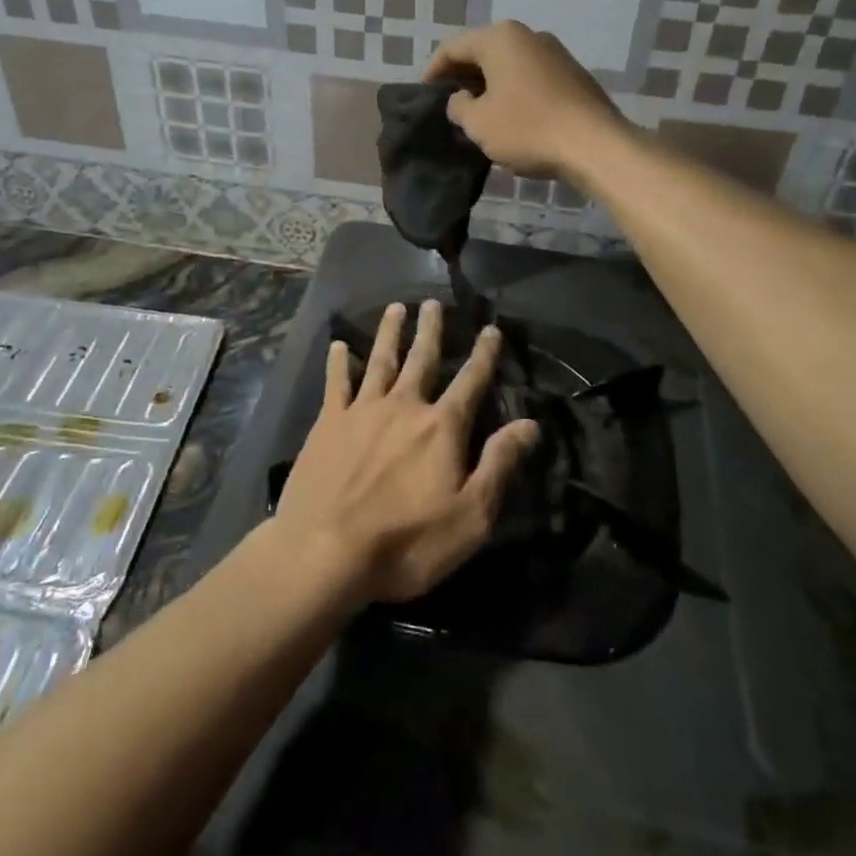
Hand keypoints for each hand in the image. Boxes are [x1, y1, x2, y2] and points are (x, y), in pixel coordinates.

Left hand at [274, 299, 539, 604]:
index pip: (471, 382)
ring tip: (396, 308)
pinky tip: (340, 345)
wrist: (325, 552)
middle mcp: (403, 406)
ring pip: (381, 360)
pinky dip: (339, 362)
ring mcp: (362, 411)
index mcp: (441, 427)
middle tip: (433, 302)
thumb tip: (530, 424)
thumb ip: (500, 464)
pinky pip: (336, 383)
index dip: (484, 355)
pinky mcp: (328, 424)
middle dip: (431, 330)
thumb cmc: (406, 541)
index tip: (491, 329)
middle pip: (422, 359)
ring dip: (390, 333)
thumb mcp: (471, 515)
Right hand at [423, 21, 625, 180]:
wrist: (595, 145)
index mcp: (500, 38)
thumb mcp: (478, 123)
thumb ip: (458, 106)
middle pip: (483, 52)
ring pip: (509, 66)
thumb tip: (460, 99)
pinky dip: (513, 93)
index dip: (433, 71)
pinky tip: (510, 119)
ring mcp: (555, 53)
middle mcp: (529, 35)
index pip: (453, 47)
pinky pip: (531, 78)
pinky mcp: (573, 76)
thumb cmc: (527, 128)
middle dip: (463, 78)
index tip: (424, 95)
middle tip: (448, 105)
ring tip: (477, 114)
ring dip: (489, 87)